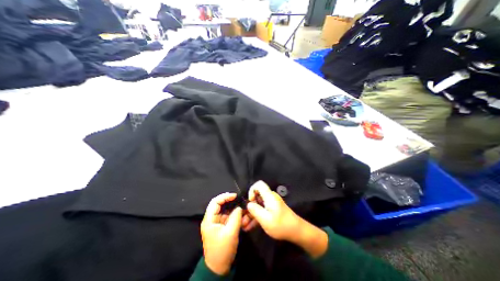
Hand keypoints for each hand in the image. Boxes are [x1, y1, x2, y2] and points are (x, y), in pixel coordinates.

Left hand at [202, 192, 242, 274]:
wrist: (218, 268)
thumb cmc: (223, 250)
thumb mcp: (231, 233)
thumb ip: (236, 217)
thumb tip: (239, 207)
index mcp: (209, 220)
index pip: (215, 202)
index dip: (225, 197)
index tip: (235, 196)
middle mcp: (211, 219)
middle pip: (219, 204)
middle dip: (229, 201)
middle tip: (239, 200)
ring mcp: (215, 222)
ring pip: (224, 209)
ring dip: (232, 207)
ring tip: (241, 206)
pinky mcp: (220, 226)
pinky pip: (227, 216)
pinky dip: (233, 213)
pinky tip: (240, 213)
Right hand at [246, 181, 300, 239]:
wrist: (297, 231)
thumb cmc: (281, 225)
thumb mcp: (265, 219)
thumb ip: (255, 210)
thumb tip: (248, 204)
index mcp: (269, 196)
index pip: (259, 184)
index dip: (252, 190)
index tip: (250, 201)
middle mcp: (270, 197)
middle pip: (257, 196)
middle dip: (249, 206)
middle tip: (243, 218)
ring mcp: (271, 204)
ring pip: (258, 205)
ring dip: (251, 214)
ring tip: (244, 226)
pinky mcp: (272, 210)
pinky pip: (262, 210)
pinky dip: (256, 217)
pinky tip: (250, 227)